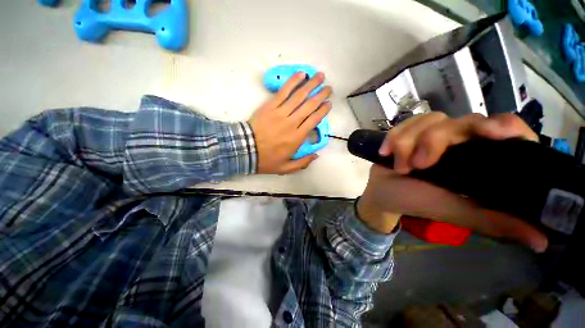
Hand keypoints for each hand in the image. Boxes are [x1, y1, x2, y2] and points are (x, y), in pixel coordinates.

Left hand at [249, 72, 331, 173]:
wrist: (245, 150)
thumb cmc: (266, 160)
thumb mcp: (286, 168)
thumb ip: (303, 163)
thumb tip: (316, 155)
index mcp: (297, 138)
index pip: (314, 120)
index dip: (323, 110)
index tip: (329, 103)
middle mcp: (292, 123)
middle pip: (309, 105)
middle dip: (321, 95)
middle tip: (329, 88)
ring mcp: (280, 113)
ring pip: (299, 96)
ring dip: (311, 85)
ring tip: (320, 76)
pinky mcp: (270, 106)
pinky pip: (283, 92)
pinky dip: (292, 82)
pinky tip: (300, 75)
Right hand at [357, 112, 547, 252]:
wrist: (383, 193)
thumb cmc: (417, 202)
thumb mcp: (455, 211)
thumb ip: (493, 221)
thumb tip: (542, 241)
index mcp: (480, 158)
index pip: (507, 129)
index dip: (504, 126)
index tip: (490, 133)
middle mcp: (461, 140)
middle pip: (461, 121)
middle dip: (434, 141)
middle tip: (417, 166)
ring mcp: (432, 133)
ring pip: (429, 120)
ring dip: (407, 143)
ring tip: (399, 167)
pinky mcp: (409, 131)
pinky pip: (406, 123)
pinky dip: (394, 137)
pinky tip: (385, 152)